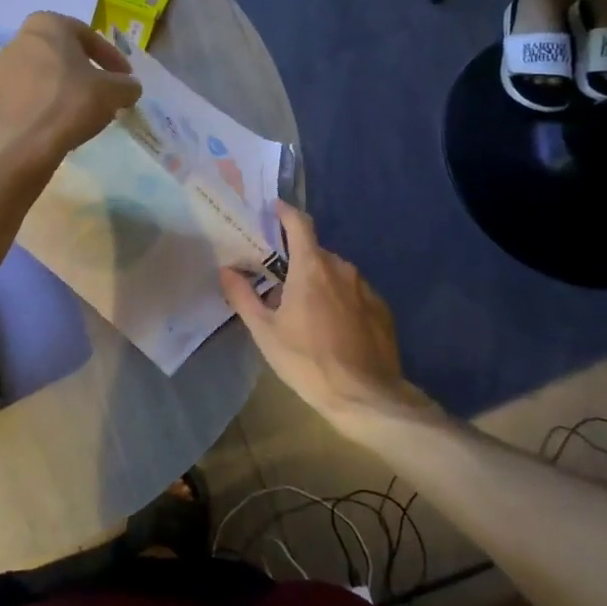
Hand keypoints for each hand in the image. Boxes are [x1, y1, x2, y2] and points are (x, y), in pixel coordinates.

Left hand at [0, 14, 141, 169]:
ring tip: (79, 109)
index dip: (112, 58)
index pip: (89, 36)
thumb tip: (129, 87)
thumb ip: (127, 85)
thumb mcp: (114, 92)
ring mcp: (1, 69)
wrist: (24, 143)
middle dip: (82, 70)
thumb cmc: (72, 103)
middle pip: (61, 53)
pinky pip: (20, 97)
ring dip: (59, 87)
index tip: (125, 78)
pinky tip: (46, 120)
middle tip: (103, 91)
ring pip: (39, 74)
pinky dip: (34, 104)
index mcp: (47, 24)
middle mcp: (19, 39)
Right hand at [220, 202, 435, 433]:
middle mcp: (342, 269)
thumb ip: (243, 296)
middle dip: (296, 261)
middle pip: (315, 252)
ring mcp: (366, 288)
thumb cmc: (307, 361)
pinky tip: (331, 327)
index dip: (285, 212)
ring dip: (318, 282)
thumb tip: (226, 270)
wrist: (366, 396)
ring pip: (335, 274)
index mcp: (311, 267)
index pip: (299, 224)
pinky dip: (339, 300)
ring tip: (303, 310)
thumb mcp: (265, 332)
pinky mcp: (381, 309)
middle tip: (278, 282)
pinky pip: (353, 293)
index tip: (272, 209)